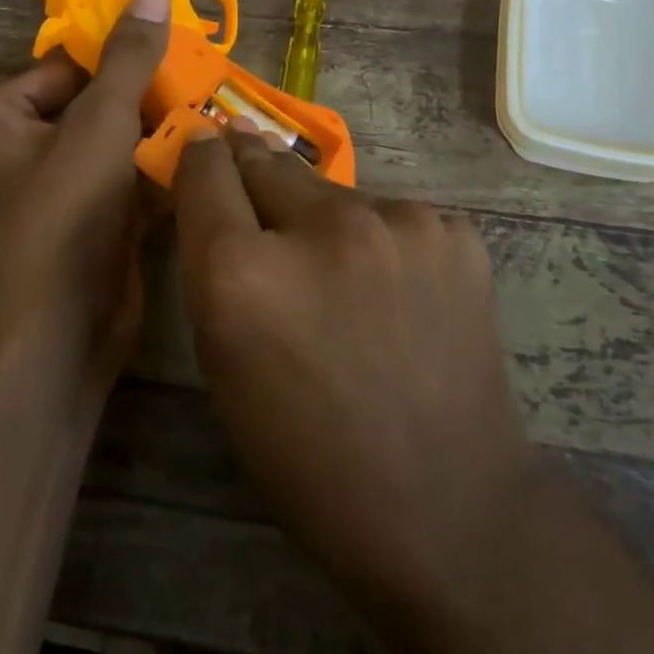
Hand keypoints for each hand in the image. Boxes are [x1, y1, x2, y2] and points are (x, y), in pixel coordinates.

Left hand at [0, 0, 170, 410]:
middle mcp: (18, 147)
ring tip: (216, 106)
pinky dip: (161, 167)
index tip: (178, 40)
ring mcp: (56, 187)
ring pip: (117, 140)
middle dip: (149, 94)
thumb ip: (128, 58)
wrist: (59, 336)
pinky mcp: (90, 219)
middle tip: (205, 73)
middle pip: (95, 101)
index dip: (121, 52)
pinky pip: (127, 176)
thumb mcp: (99, 125)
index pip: (67, 64)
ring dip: (162, 129)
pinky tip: (209, 149)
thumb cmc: (63, 216)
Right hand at [171, 129, 543, 618]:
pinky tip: (397, 294)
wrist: (447, 507)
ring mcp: (398, 224)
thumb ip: (212, 264)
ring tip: (343, 278)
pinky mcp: (453, 231)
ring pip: (334, 192)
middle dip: (254, 173)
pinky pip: (391, 215)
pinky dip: (380, 241)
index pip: (206, 169)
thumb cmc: (306, 453)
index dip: (200, 156)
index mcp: (244, 273)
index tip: (204, 146)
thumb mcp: (224, 363)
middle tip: (262, 205)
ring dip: (323, 219)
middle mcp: (320, 228)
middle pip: (268, 161)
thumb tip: (218, 186)